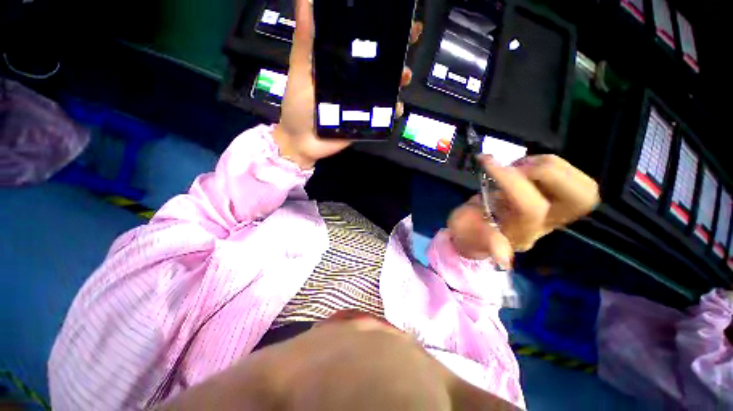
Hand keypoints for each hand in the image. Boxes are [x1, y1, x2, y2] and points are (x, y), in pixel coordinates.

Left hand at [273, 0, 422, 168]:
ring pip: (386, 88)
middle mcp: (354, 81)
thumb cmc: (298, 106)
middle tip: (411, 37)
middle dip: (397, 50)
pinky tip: (397, 108)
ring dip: (399, 80)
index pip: (362, 42)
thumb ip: (304, 41)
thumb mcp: (299, 71)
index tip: (395, 14)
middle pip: (379, 64)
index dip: (379, 28)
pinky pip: (384, 115)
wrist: (303, 143)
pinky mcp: (366, 121)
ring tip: (404, 76)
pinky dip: (393, 111)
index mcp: (339, 65)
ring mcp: (362, 102)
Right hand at [448, 154, 599, 267]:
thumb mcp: (463, 230)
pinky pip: (575, 179)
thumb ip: (482, 237)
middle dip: (545, 173)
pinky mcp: (559, 200)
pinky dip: (552, 164)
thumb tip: (503, 259)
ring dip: (549, 165)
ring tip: (516, 166)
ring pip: (583, 188)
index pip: (530, 208)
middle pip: (577, 200)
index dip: (509, 180)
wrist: (477, 229)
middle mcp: (545, 225)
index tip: (486, 161)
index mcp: (519, 234)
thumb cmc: (466, 227)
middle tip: (513, 167)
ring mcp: (556, 213)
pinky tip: (525, 167)